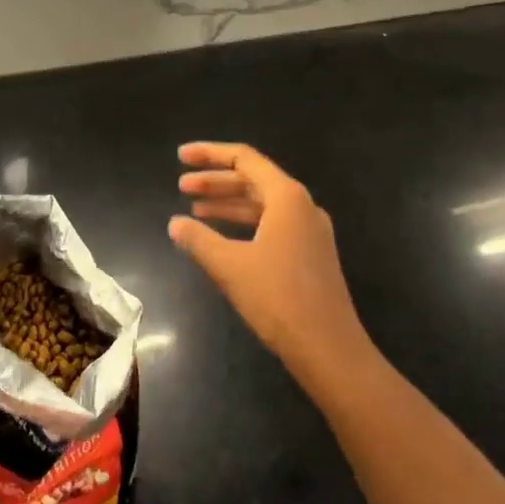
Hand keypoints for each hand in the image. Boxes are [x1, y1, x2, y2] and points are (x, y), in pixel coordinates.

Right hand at [171, 142, 375, 390]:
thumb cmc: (278, 298)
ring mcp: (309, 231)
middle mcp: (302, 206)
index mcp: (286, 197)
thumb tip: (174, 224)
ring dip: (227, 203)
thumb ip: (198, 239)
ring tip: (193, 210)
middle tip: (181, 186)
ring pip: (261, 204)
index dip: (209, 154)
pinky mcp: (310, 255)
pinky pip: (270, 225)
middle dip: (215, 180)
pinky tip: (221, 239)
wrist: (329, 350)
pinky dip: (243, 224)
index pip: (243, 158)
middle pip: (252, 179)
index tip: (180, 157)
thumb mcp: (229, 265)